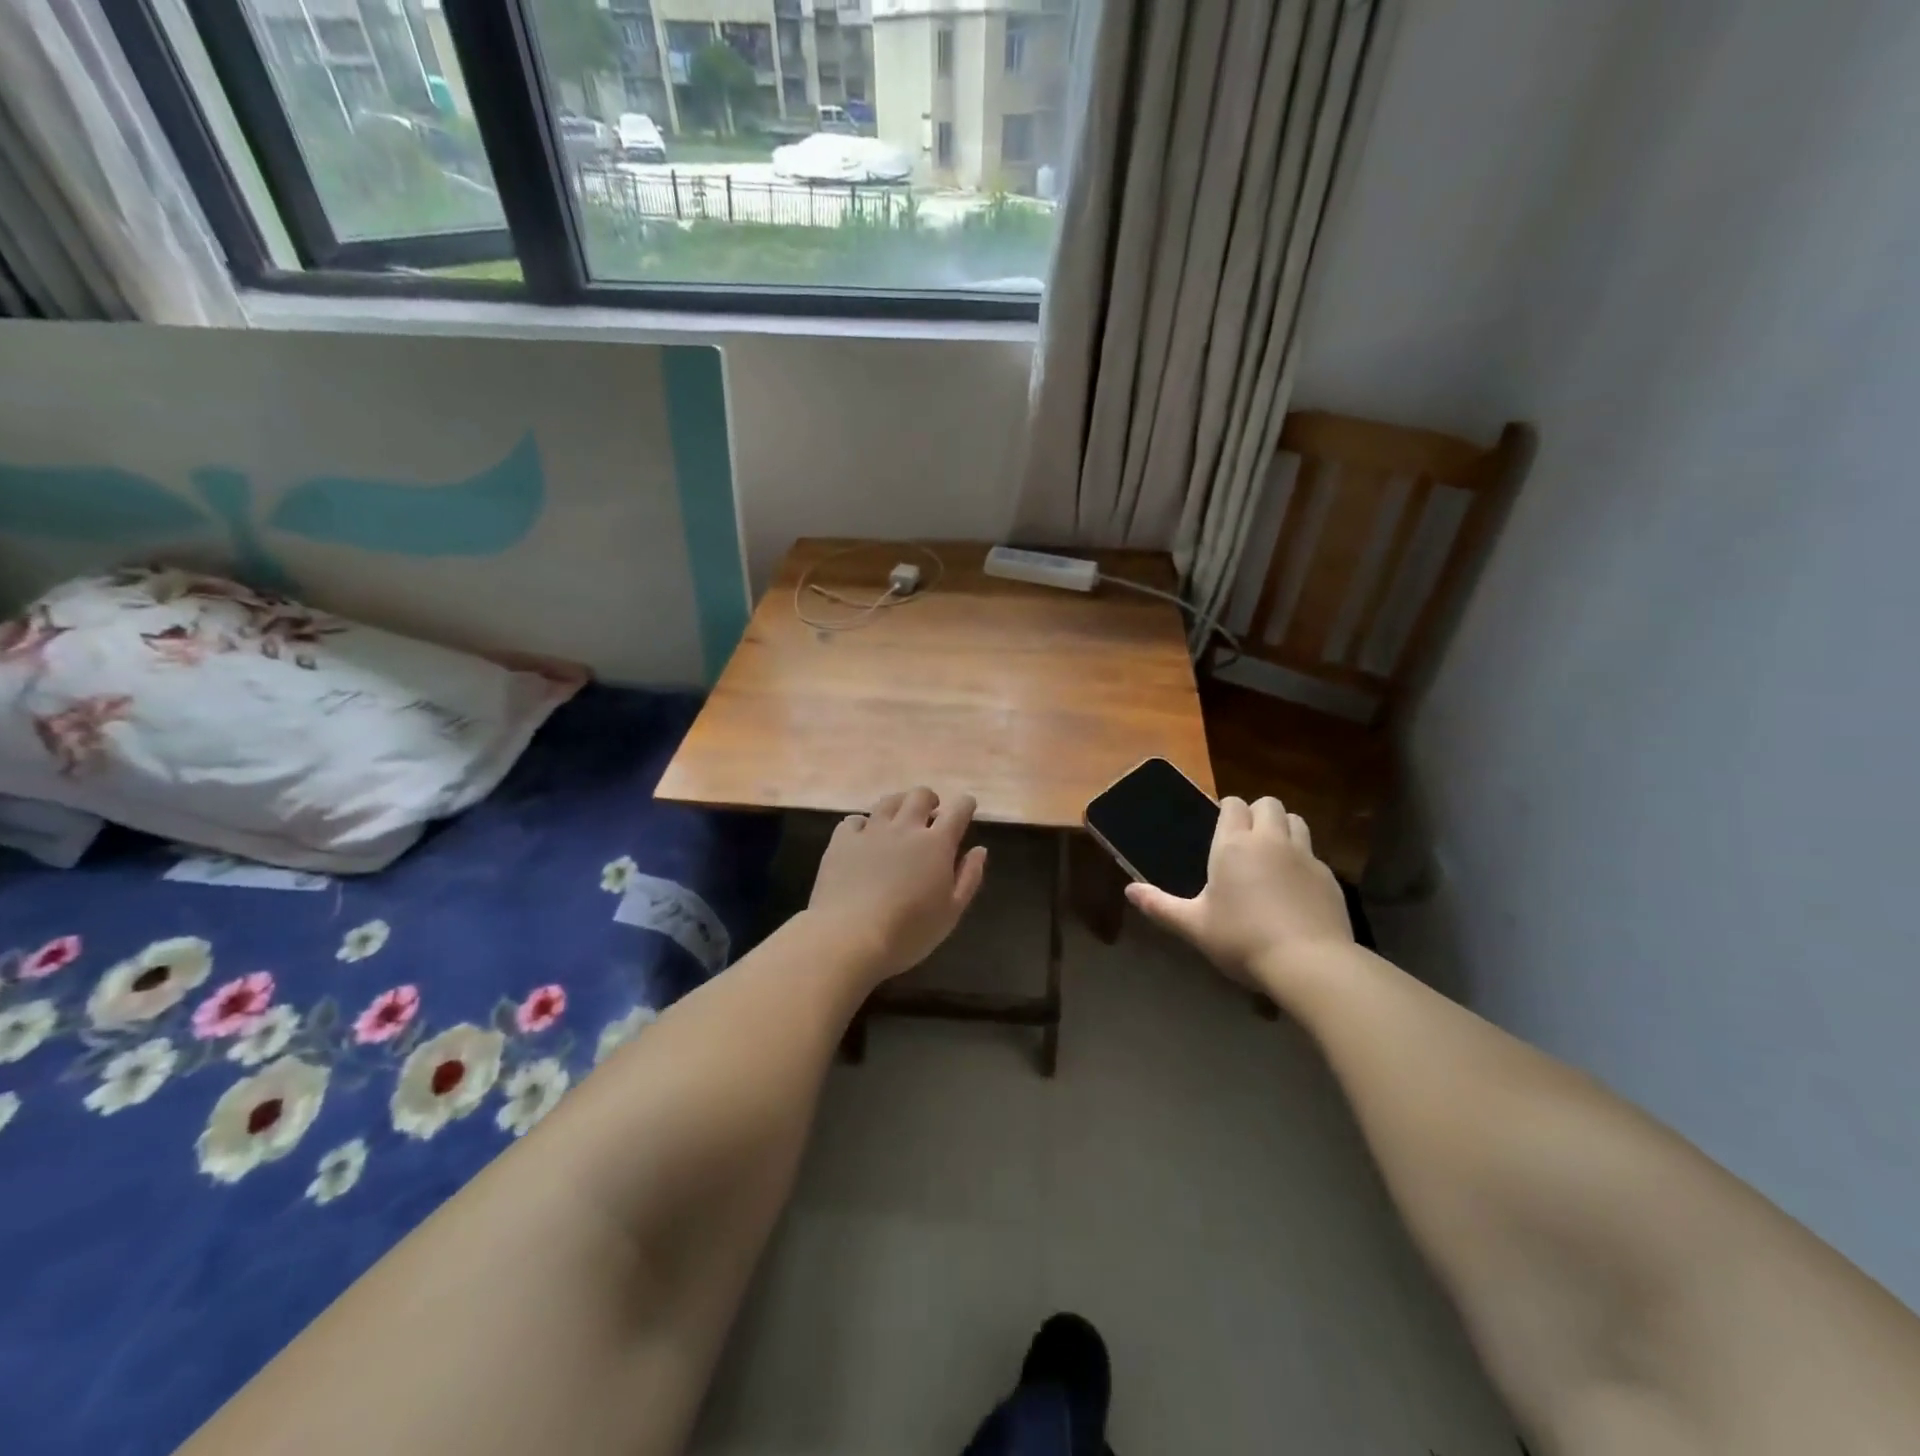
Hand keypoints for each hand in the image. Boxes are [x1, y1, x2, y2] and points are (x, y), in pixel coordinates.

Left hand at [808, 787, 988, 982]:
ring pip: (888, 802)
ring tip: (900, 817)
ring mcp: (871, 831)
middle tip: (931, 812)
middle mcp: (905, 828)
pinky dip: (863, 824)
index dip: (965, 804)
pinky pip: (854, 821)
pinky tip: (864, 836)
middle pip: (920, 796)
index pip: (958, 811)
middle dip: (930, 799)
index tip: (967, 805)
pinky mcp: (842, 842)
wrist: (850, 937)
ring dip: (899, 804)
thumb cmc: (909, 931)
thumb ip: (969, 877)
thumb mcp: (951, 912)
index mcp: (936, 844)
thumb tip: (979, 850)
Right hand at [1124, 796, 1352, 989]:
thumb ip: (1160, 906)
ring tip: (1272, 856)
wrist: (1310, 963)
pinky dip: (1302, 861)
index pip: (1233, 805)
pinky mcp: (1329, 878)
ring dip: (1283, 829)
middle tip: (1245, 841)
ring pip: (1296, 822)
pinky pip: (1313, 854)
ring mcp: (1304, 857)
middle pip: (1268, 804)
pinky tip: (1294, 889)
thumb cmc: (1242, 940)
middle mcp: (1270, 841)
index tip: (1221, 830)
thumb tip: (1129, 891)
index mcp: (1233, 845)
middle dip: (1257, 813)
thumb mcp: (1194, 926)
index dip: (1227, 811)